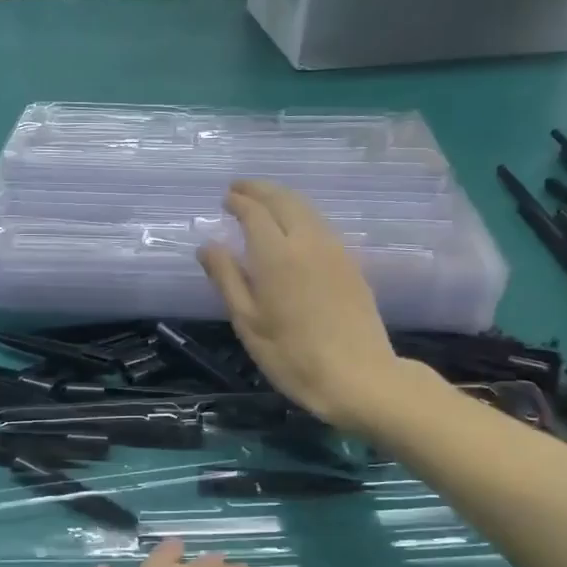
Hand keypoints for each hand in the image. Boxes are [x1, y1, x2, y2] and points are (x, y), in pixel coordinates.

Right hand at [198, 180, 400, 431]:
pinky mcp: (351, 264)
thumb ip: (227, 279)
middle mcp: (307, 242)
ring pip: (307, 209)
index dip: (238, 201)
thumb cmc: (292, 356)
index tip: (225, 198)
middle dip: (260, 190)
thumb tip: (207, 245)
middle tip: (240, 189)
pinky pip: (322, 225)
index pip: (254, 212)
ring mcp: (334, 250)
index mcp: (276, 255)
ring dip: (283, 198)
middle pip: (284, 200)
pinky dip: (302, 215)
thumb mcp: (248, 322)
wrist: (358, 376)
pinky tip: (294, 228)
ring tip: (264, 202)